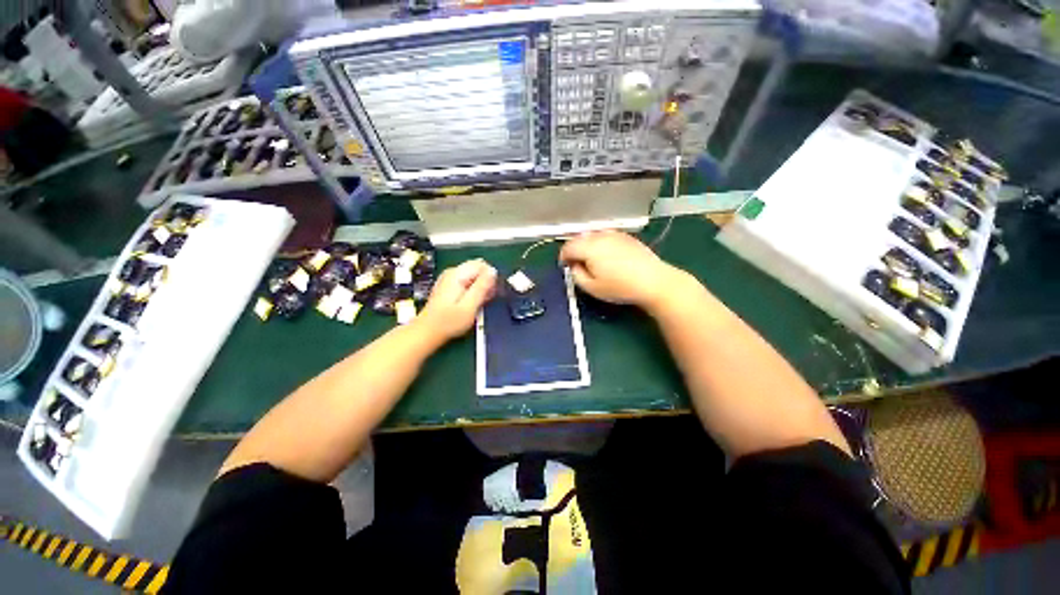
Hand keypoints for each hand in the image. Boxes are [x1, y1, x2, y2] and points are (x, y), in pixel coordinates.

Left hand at [416, 259, 496, 341]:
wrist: (428, 332)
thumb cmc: (449, 322)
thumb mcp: (470, 306)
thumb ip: (482, 287)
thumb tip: (493, 271)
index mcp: (457, 274)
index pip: (482, 264)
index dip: (490, 277)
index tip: (490, 293)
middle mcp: (452, 272)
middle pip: (478, 268)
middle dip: (486, 282)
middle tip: (485, 300)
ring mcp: (450, 278)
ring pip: (474, 276)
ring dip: (480, 288)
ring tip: (478, 303)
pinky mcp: (449, 286)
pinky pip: (467, 282)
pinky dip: (473, 291)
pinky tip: (472, 303)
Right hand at [559, 230, 686, 310]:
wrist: (653, 280)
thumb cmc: (620, 287)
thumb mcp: (592, 288)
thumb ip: (576, 275)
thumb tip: (574, 265)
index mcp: (588, 247)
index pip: (568, 247)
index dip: (563, 257)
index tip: (565, 267)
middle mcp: (599, 236)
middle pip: (579, 239)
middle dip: (574, 250)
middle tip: (577, 264)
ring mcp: (614, 234)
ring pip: (592, 236)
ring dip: (587, 246)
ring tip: (591, 260)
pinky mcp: (625, 236)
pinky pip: (605, 236)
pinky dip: (600, 243)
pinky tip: (607, 255)